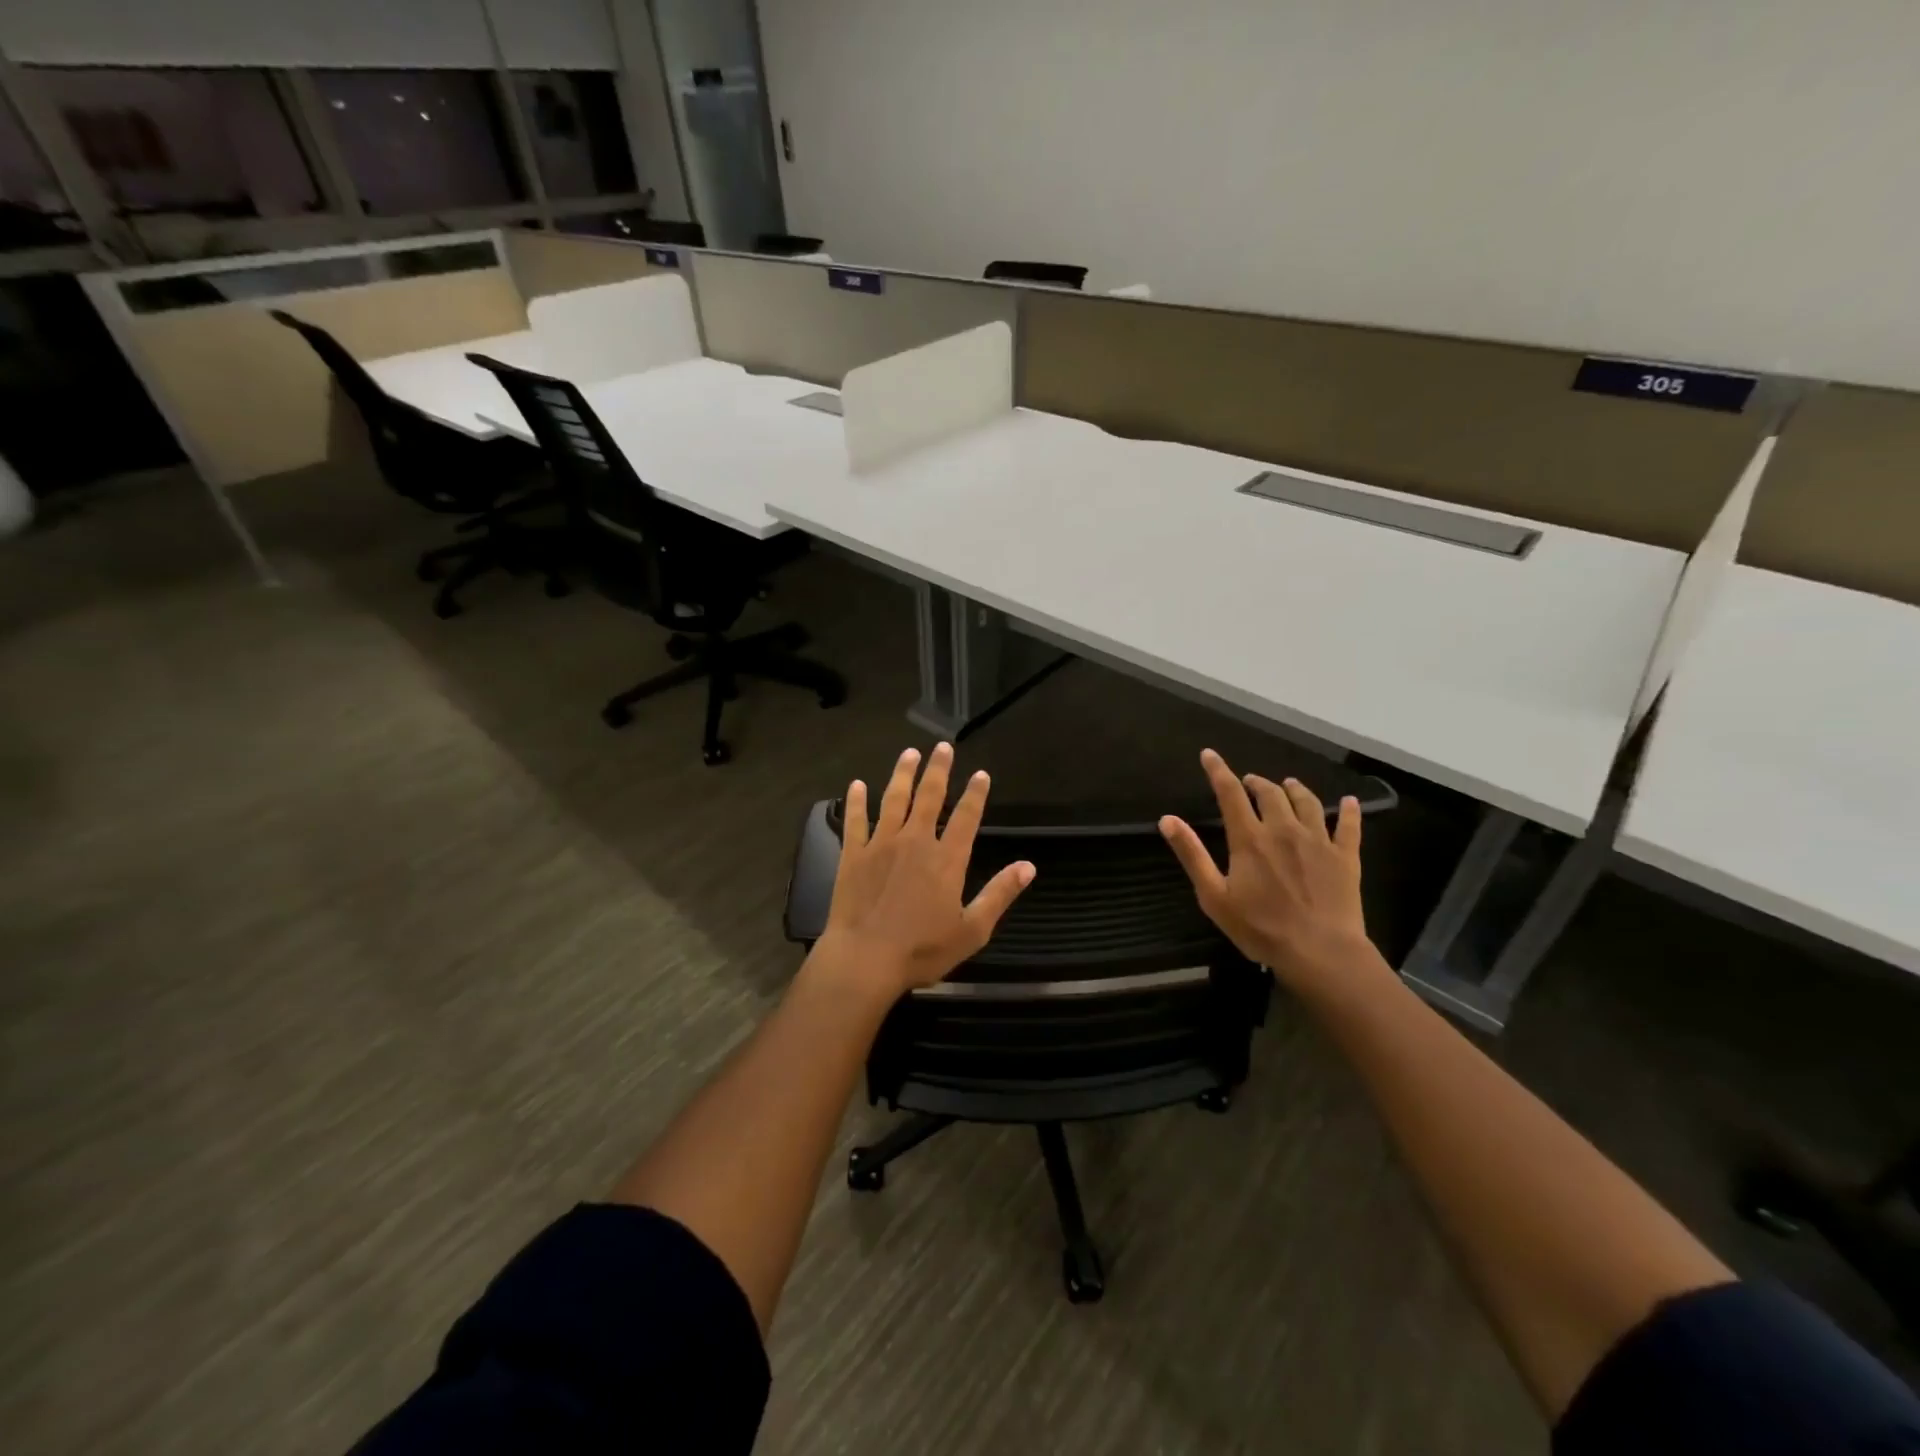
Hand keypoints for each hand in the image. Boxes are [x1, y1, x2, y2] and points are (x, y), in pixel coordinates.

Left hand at [814, 743, 1035, 997]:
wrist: (864, 959)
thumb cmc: (921, 950)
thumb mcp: (972, 930)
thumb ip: (999, 894)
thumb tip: (1028, 866)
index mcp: (947, 859)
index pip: (967, 817)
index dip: (975, 793)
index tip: (981, 773)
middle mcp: (916, 841)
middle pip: (930, 796)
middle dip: (938, 769)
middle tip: (942, 747)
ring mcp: (881, 844)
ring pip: (894, 799)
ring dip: (902, 774)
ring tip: (909, 753)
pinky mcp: (853, 854)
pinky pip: (855, 820)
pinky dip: (856, 801)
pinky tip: (856, 785)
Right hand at [1159, 748, 1379, 996]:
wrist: (1321, 952)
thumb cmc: (1260, 928)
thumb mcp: (1214, 896)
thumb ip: (1192, 854)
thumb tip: (1167, 819)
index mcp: (1250, 839)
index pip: (1230, 794)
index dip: (1218, 771)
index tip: (1209, 755)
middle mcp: (1284, 830)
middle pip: (1270, 793)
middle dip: (1256, 782)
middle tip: (1249, 782)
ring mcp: (1318, 841)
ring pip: (1308, 802)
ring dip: (1295, 789)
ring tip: (1288, 785)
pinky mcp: (1345, 857)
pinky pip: (1349, 826)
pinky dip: (1349, 811)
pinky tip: (1350, 802)